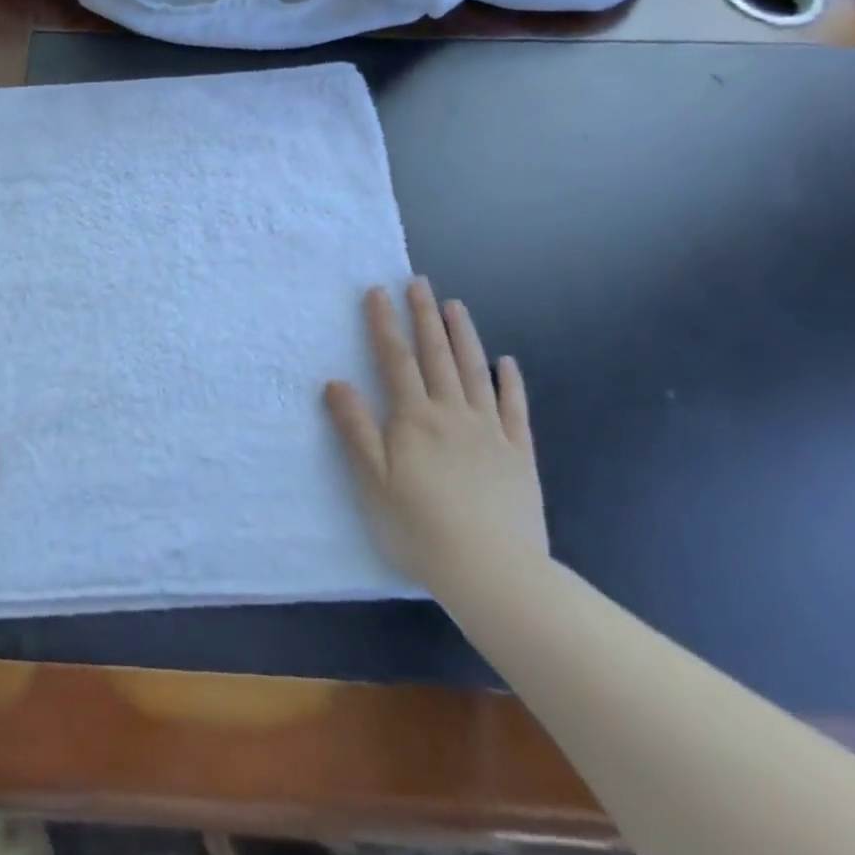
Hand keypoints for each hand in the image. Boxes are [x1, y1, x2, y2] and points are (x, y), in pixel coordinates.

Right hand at [325, 278, 547, 596]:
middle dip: (424, 316)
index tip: (378, 292)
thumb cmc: (420, 527)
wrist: (493, 571)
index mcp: (414, 419)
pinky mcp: (519, 453)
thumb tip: (335, 382)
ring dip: (463, 335)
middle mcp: (453, 414)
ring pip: (475, 371)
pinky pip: (515, 408)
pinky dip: (509, 381)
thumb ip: (355, 428)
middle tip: (418, 283)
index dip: (385, 324)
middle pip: (437, 355)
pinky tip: (506, 363)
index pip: (396, 360)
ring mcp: (490, 431)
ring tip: (455, 306)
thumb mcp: (373, 480)